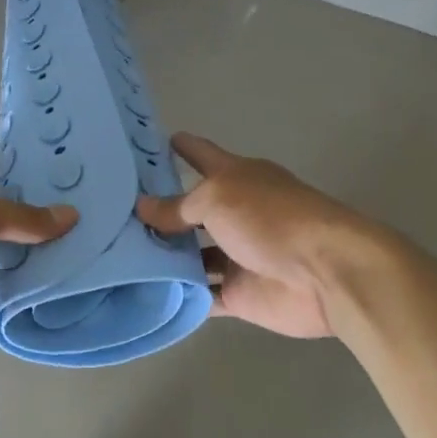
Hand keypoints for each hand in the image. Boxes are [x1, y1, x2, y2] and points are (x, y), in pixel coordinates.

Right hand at [136, 133, 372, 338]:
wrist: (324, 274)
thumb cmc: (270, 219)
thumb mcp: (217, 199)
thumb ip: (177, 207)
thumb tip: (142, 208)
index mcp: (236, 178)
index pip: (201, 155)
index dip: (178, 147)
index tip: (146, 142)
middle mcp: (235, 214)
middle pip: (190, 210)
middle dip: (158, 211)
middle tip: (112, 211)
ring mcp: (236, 256)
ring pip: (191, 255)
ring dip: (163, 257)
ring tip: (115, 255)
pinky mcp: (239, 294)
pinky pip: (201, 295)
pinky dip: (179, 295)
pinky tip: (143, 294)